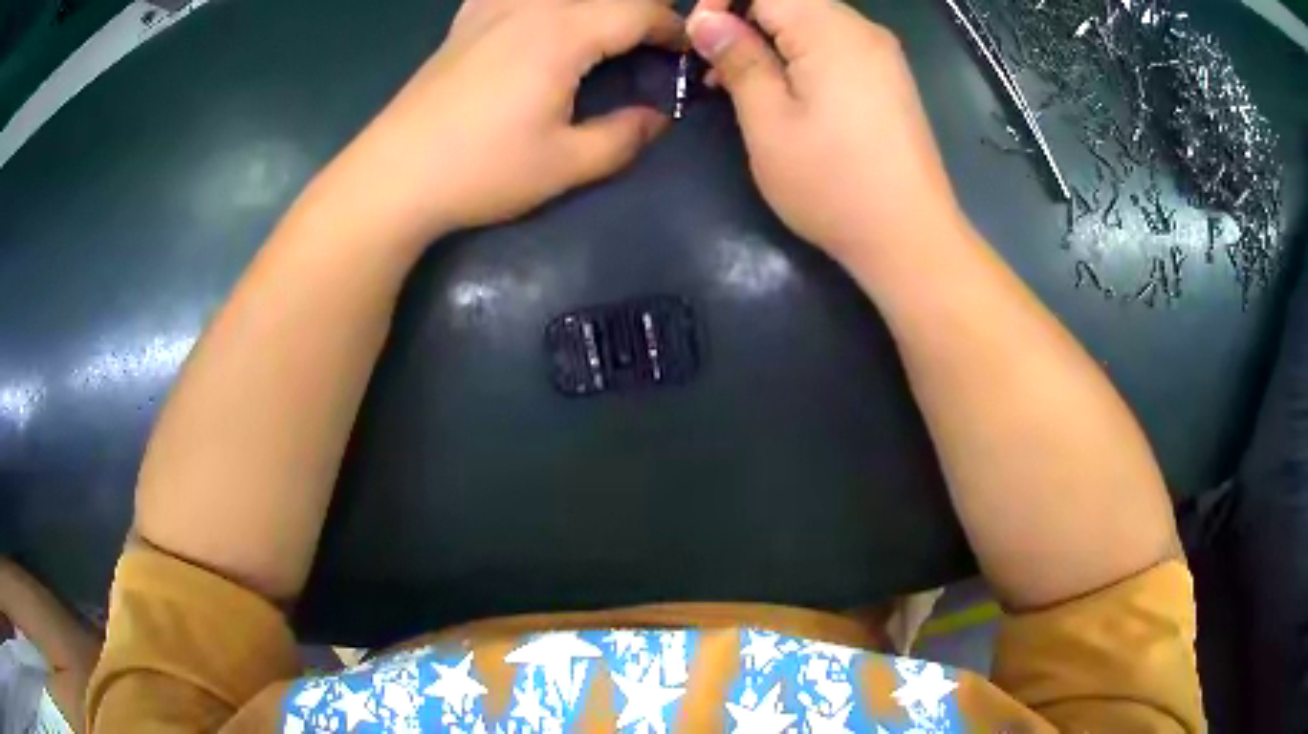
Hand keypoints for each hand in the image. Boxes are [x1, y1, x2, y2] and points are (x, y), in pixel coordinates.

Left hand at [323, 0, 685, 245]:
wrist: (393, 177)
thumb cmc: (480, 171)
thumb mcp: (565, 164)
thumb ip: (625, 136)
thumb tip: (658, 118)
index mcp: (564, 32)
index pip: (639, 11)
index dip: (672, 28)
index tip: (685, 53)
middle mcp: (531, 5)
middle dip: (638, 14)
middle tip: (650, 45)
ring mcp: (491, 8)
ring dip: (593, 7)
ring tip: (600, 35)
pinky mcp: (465, 21)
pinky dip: (537, 3)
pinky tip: (535, 17)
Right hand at [686, 0, 964, 261]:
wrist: (910, 237)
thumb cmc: (833, 184)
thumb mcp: (769, 122)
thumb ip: (739, 59)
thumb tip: (706, 20)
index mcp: (831, 30)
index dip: (723, 3)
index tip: (699, 41)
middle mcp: (862, 29)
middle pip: (790, 1)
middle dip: (744, 21)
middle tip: (714, 67)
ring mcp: (882, 54)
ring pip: (811, 22)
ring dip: (769, 40)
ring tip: (740, 84)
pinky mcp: (889, 79)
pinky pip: (835, 45)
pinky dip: (800, 55)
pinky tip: (784, 92)